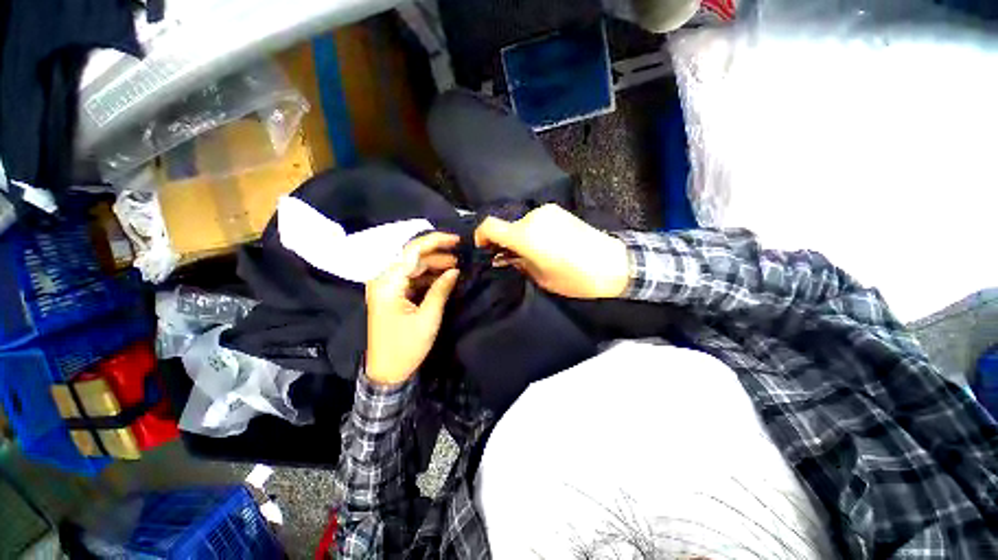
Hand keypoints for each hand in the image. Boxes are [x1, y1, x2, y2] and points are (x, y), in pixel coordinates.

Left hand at [365, 233, 460, 384]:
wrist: (387, 372)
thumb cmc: (407, 346)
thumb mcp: (428, 317)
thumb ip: (441, 289)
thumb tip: (455, 270)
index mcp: (388, 283)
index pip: (411, 252)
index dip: (435, 241)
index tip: (457, 240)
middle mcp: (383, 280)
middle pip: (411, 258)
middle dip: (437, 255)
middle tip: (460, 258)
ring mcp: (386, 288)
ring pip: (412, 267)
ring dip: (433, 266)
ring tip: (455, 267)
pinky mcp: (391, 295)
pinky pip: (410, 279)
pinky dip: (427, 277)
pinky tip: (442, 279)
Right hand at [474, 204, 629, 298]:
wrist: (613, 263)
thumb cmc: (574, 277)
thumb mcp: (541, 277)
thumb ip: (517, 265)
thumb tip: (502, 259)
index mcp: (525, 235)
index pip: (489, 225)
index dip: (481, 236)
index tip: (485, 250)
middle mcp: (533, 217)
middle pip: (507, 226)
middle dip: (504, 242)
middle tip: (512, 259)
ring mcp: (548, 212)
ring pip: (522, 224)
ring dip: (521, 237)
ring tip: (533, 254)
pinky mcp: (559, 211)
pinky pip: (537, 221)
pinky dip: (534, 231)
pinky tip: (547, 245)